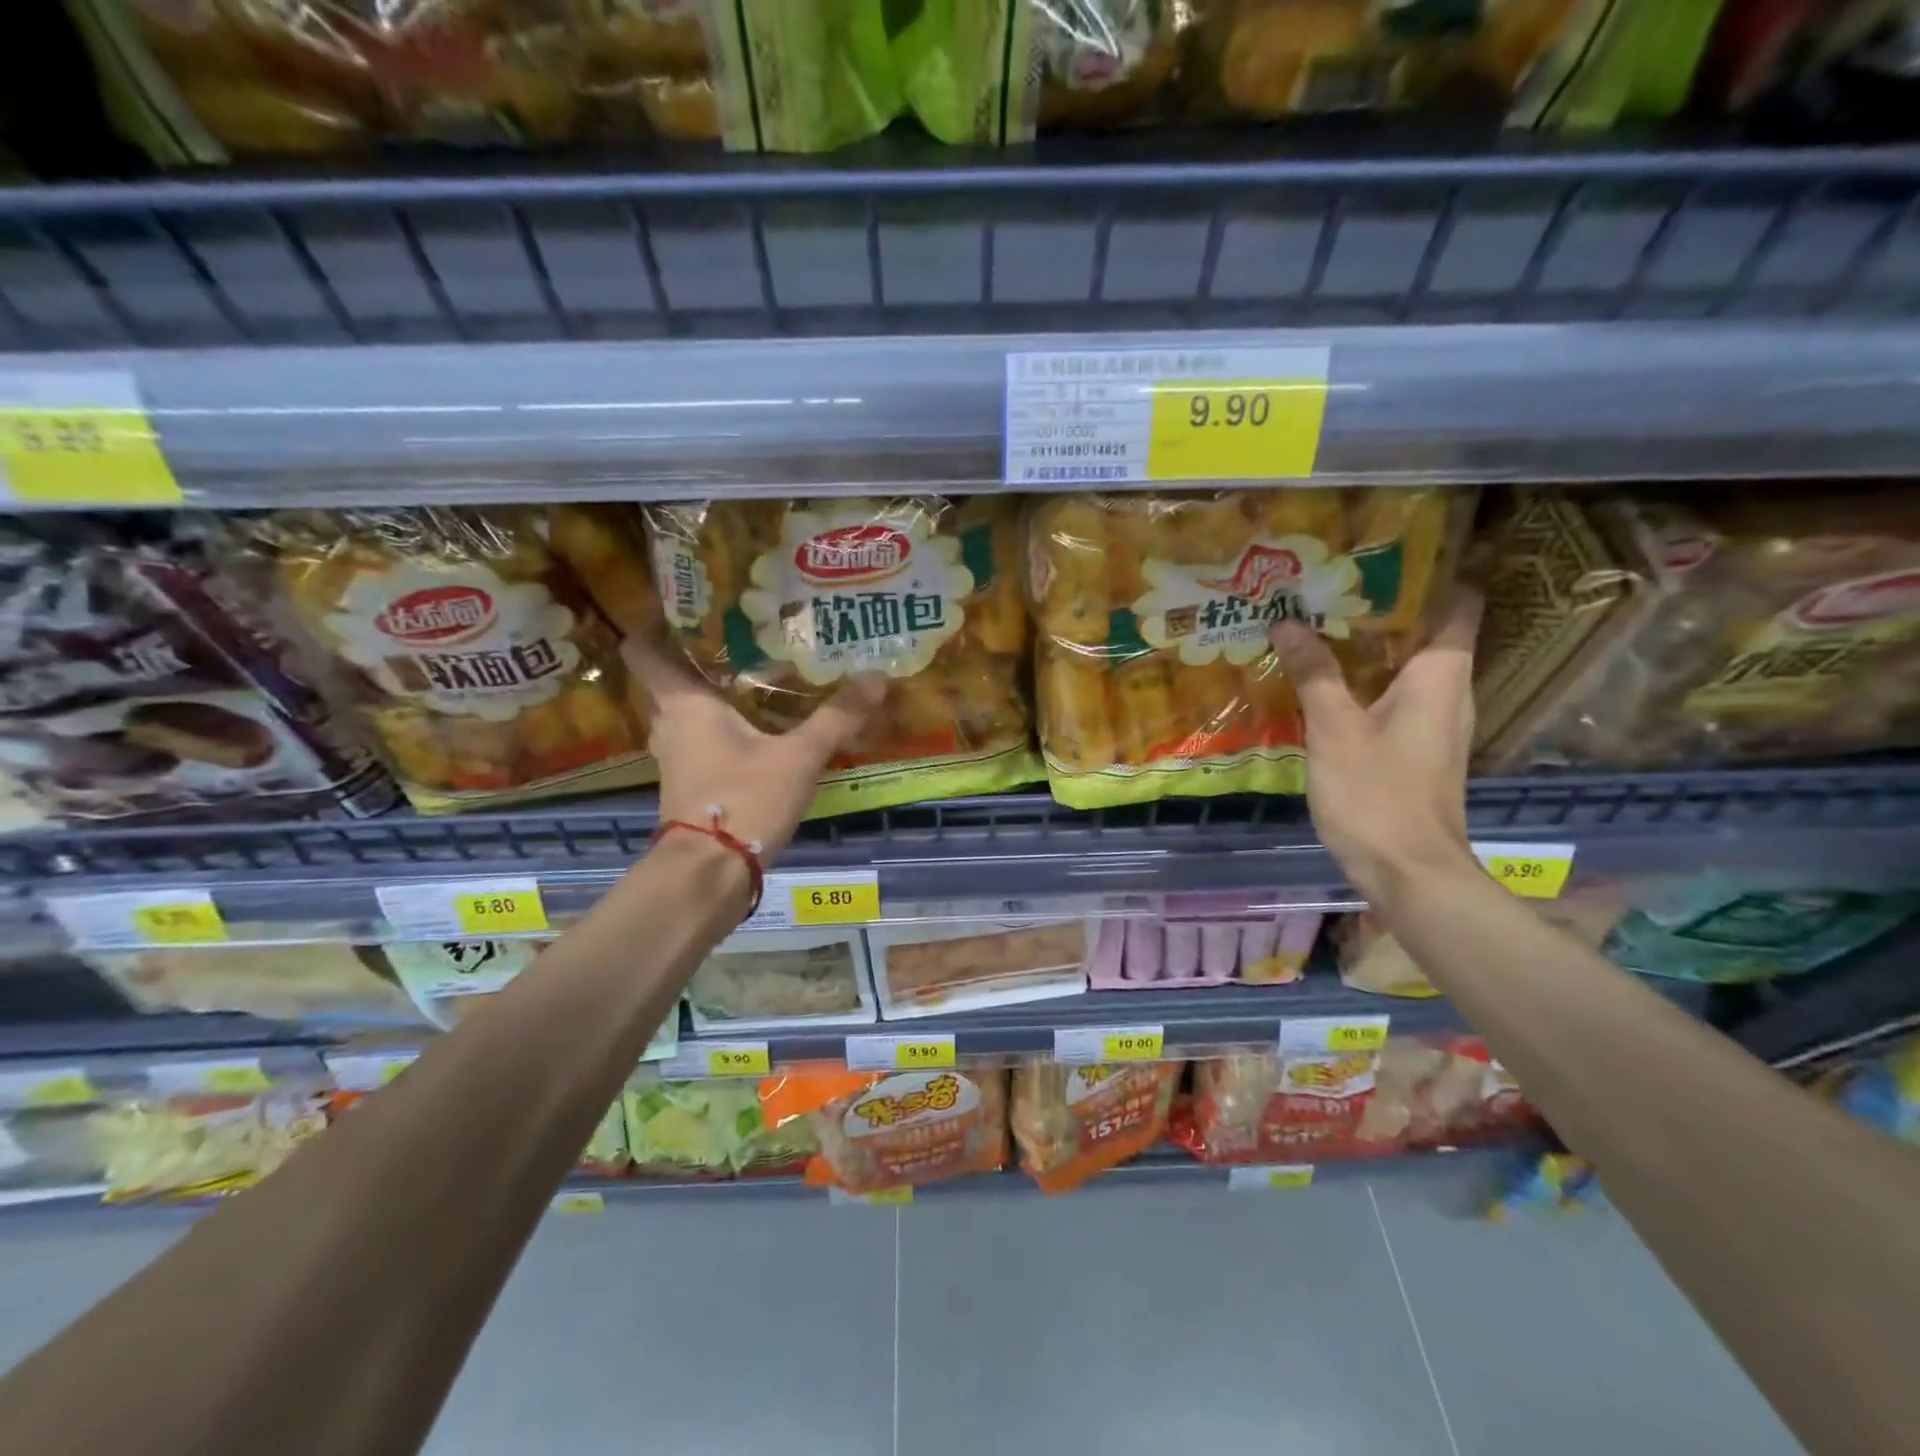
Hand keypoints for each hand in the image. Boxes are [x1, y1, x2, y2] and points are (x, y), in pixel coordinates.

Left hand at [622, 636, 884, 861]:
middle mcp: (669, 724)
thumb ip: (836, 717)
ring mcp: (674, 758)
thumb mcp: (798, 757)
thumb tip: (877, 678)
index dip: (653, 625)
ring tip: (754, 677)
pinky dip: (717, 729)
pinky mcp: (687, 785)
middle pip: (668, 679)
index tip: (685, 608)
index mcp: (685, 704)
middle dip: (697, 657)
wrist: (709, 874)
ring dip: (710, 696)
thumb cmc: (744, 800)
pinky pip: (696, 741)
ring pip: (684, 712)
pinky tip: (756, 729)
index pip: (643, 650)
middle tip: (740, 637)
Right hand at [1267, 590, 1483, 901]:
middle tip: (1328, 586)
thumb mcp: (1334, 729)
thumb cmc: (1377, 793)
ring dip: (1369, 646)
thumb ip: (1314, 673)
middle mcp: (1448, 691)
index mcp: (1440, 675)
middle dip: (1382, 607)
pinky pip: (1395, 696)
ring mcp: (1434, 722)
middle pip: (1427, 631)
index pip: (1458, 604)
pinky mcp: (1417, 748)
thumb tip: (1288, 621)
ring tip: (1318, 623)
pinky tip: (1324, 682)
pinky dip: (1365, 681)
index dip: (1433, 573)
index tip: (1385, 554)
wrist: (1409, 872)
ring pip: (1407, 666)